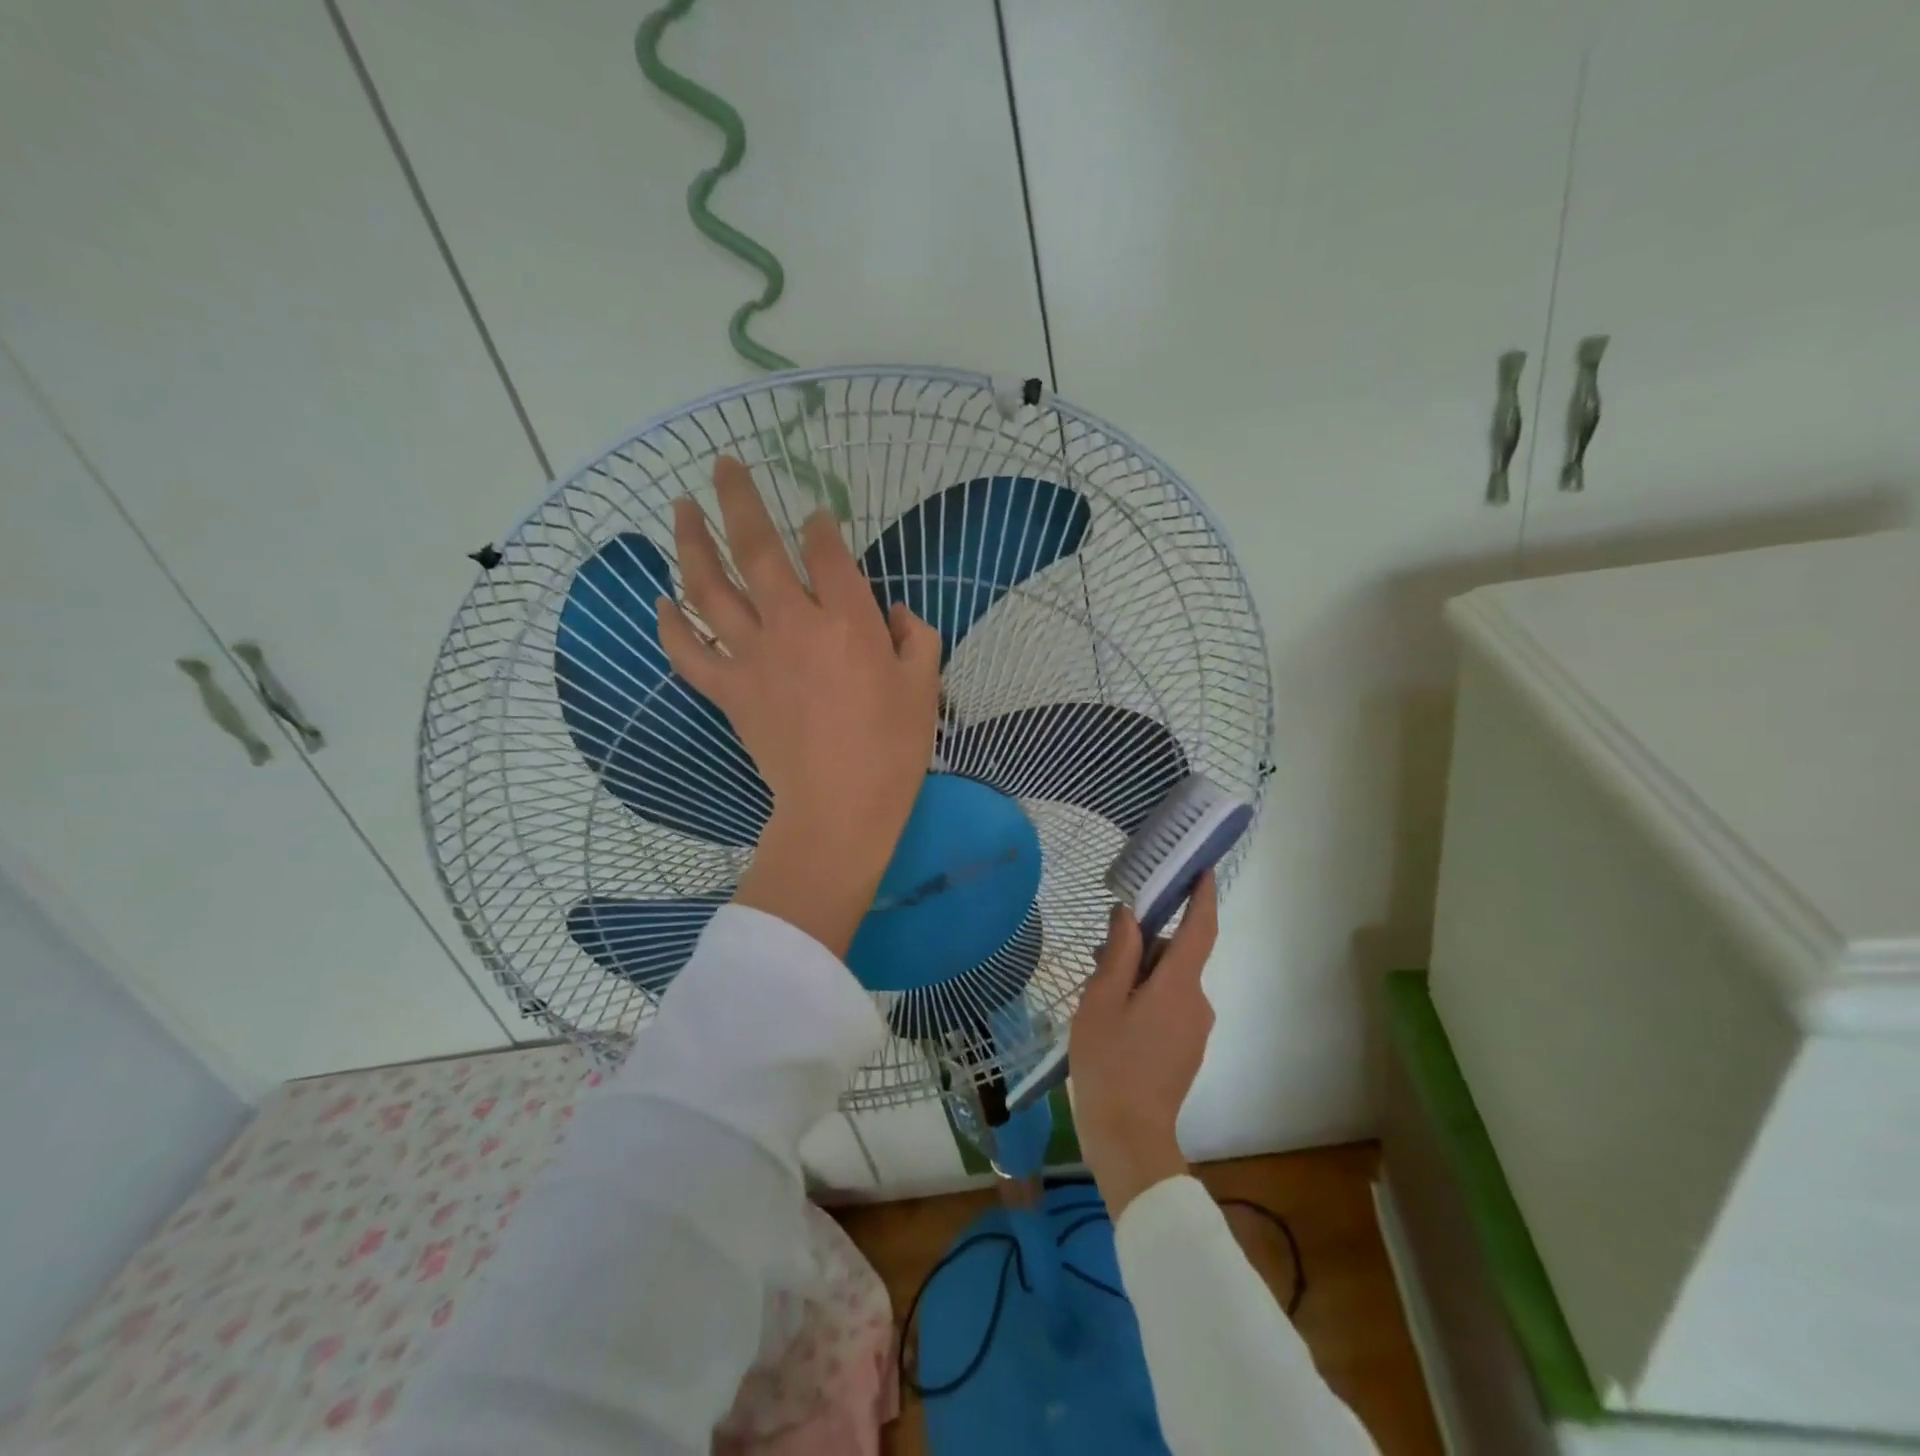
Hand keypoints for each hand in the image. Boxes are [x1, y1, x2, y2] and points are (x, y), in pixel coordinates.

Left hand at [657, 457, 942, 954]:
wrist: (839, 807)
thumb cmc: (892, 747)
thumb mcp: (924, 685)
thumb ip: (916, 635)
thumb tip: (896, 612)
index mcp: (848, 620)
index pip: (827, 551)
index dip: (820, 526)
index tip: (817, 517)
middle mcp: (793, 623)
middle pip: (757, 548)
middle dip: (738, 499)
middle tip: (722, 465)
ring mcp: (753, 655)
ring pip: (711, 587)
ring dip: (691, 543)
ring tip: (680, 509)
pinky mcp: (729, 689)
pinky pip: (689, 651)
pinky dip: (670, 625)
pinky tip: (660, 601)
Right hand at [1069, 873, 1219, 1217]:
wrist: (1129, 1138)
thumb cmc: (1109, 1062)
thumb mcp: (1101, 1000)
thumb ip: (1119, 953)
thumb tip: (1130, 914)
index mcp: (1178, 985)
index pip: (1200, 927)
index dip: (1203, 894)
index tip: (1201, 867)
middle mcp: (1197, 1002)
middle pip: (1177, 954)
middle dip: (1144, 944)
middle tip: (1100, 952)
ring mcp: (1195, 1028)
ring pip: (1170, 981)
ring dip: (1140, 974)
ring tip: (1098, 991)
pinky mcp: (1187, 1048)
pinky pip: (1170, 1005)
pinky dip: (1147, 997)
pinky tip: (1114, 1017)